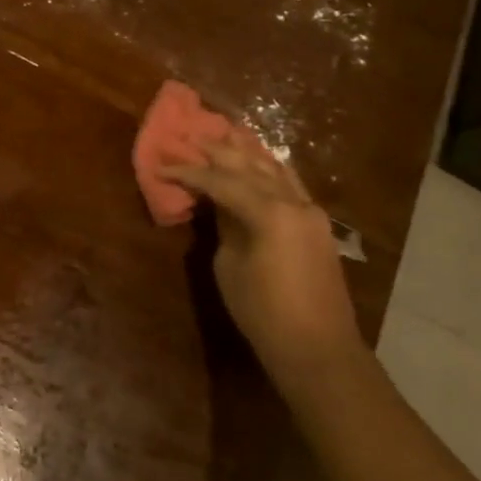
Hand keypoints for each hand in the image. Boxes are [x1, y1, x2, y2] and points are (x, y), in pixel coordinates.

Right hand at [164, 136, 361, 377]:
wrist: (318, 348)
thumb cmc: (263, 312)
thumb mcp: (230, 266)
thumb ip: (224, 226)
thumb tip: (218, 204)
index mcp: (269, 212)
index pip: (220, 181)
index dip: (188, 172)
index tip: (162, 165)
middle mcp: (293, 202)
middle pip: (250, 165)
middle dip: (218, 150)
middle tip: (191, 135)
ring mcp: (310, 211)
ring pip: (274, 169)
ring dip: (248, 151)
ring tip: (226, 132)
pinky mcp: (316, 224)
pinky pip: (290, 184)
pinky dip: (270, 168)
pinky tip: (260, 160)